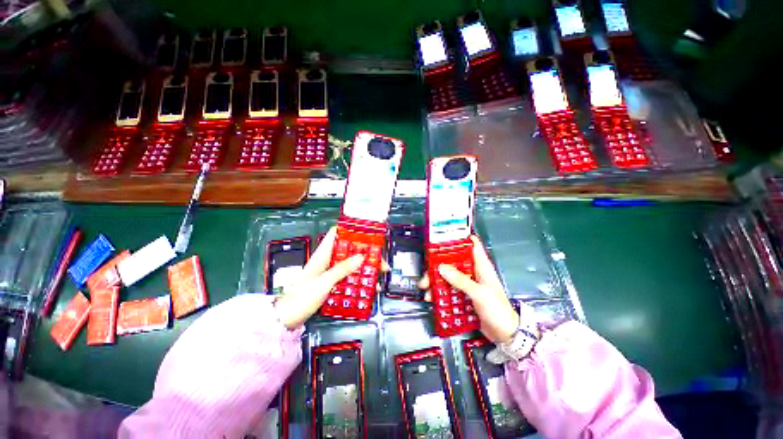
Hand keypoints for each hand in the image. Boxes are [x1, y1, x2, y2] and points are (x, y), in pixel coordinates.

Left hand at [274, 226, 389, 328]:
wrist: (286, 319)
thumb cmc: (301, 298)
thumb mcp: (323, 282)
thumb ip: (342, 269)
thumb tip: (361, 257)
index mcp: (323, 254)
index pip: (336, 234)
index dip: (351, 231)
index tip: (367, 234)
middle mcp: (327, 260)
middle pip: (349, 250)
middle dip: (366, 253)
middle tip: (381, 261)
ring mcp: (330, 272)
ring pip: (351, 264)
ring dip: (365, 268)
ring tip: (379, 274)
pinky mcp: (332, 284)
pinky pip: (349, 277)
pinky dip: (359, 280)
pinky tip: (370, 287)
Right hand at [420, 235, 518, 342]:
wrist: (505, 333)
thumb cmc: (498, 310)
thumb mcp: (479, 293)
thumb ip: (461, 280)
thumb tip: (442, 268)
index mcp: (482, 266)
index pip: (471, 245)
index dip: (458, 239)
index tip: (443, 240)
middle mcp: (473, 272)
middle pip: (454, 261)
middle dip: (439, 264)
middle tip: (428, 272)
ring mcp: (468, 283)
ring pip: (449, 275)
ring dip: (437, 280)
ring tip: (426, 288)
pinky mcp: (464, 294)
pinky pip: (449, 288)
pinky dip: (440, 291)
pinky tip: (433, 297)